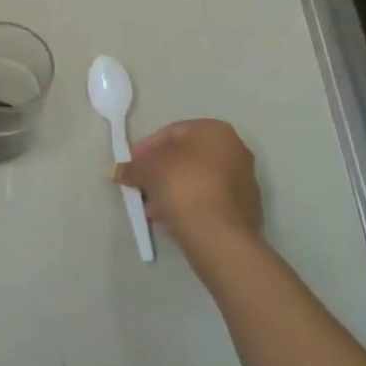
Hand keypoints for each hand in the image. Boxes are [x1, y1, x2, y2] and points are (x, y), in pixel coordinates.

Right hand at [116, 119, 267, 261]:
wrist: (219, 235)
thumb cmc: (183, 186)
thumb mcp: (148, 170)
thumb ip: (133, 167)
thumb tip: (120, 171)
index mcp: (215, 130)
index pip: (172, 132)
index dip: (146, 148)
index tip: (132, 164)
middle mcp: (235, 149)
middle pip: (187, 157)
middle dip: (160, 171)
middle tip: (141, 185)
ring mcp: (244, 180)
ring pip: (197, 180)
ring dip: (172, 190)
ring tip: (151, 208)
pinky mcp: (245, 209)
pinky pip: (208, 200)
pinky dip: (189, 205)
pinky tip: (170, 219)